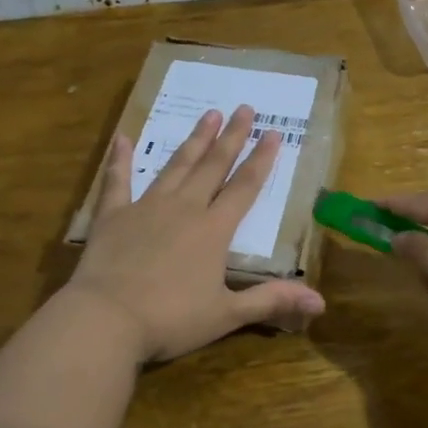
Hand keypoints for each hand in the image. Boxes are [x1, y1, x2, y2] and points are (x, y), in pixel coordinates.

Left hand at [68, 106, 325, 362]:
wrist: (107, 318)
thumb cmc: (171, 319)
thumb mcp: (226, 314)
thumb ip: (271, 301)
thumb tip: (321, 302)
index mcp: (213, 230)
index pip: (245, 187)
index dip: (261, 160)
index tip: (273, 132)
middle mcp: (184, 208)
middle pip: (213, 166)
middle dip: (231, 137)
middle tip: (243, 108)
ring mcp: (146, 207)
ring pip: (176, 166)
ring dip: (194, 140)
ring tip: (208, 114)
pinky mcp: (113, 215)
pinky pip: (117, 180)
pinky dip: (120, 159)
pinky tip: (123, 138)